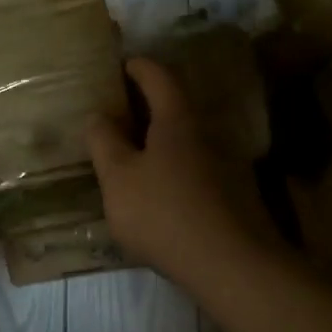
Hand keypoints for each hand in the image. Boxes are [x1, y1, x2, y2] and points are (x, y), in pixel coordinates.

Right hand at [87, 57, 271, 287]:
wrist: (233, 265)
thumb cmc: (165, 213)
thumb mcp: (119, 179)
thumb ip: (104, 143)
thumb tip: (98, 116)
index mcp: (177, 120)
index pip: (158, 77)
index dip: (138, 66)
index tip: (120, 65)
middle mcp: (206, 133)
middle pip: (176, 106)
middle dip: (147, 104)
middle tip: (118, 111)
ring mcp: (225, 164)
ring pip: (187, 140)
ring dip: (161, 139)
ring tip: (133, 153)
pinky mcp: (234, 194)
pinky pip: (197, 167)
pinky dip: (175, 167)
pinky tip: (160, 191)